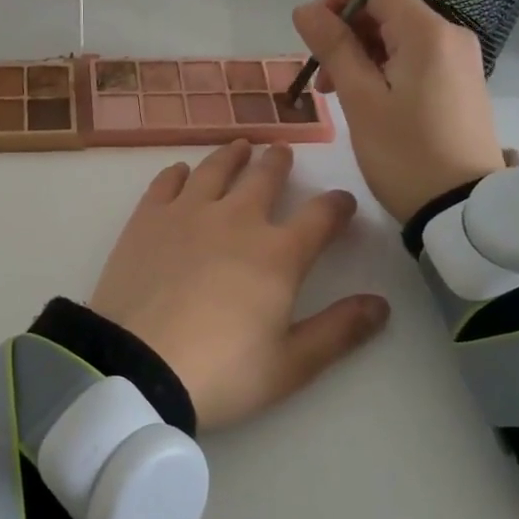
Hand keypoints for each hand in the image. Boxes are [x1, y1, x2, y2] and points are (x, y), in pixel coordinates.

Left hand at [88, 140, 389, 430]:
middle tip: (282, 153)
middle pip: (265, 177)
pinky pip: (166, 183)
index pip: (321, 216)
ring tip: (241, 146)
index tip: (342, 202)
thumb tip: (381, 305)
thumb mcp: (290, 364)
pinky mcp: (147, 219)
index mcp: (278, 254)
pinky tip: (182, 172)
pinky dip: (179, 173)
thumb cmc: (220, 372)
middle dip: (279, 163)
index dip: (337, 206)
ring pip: (216, 169)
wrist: (137, 367)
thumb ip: (339, 331)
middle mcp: (236, 219)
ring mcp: (187, 213)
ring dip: (233, 155)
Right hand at [292, 0, 507, 224]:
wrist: (462, 208)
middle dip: (346, 31)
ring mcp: (458, 60)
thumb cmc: (405, 154)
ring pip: (398, 36)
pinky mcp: (459, 83)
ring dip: (360, 53)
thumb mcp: (360, 100)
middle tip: (319, 75)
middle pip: (388, 9)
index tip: (313, 32)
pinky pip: (413, 58)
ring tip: (334, 95)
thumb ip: (333, 48)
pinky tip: (365, 100)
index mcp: (427, 32)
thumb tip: (306, 9)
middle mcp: (449, 35)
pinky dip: (383, 68)